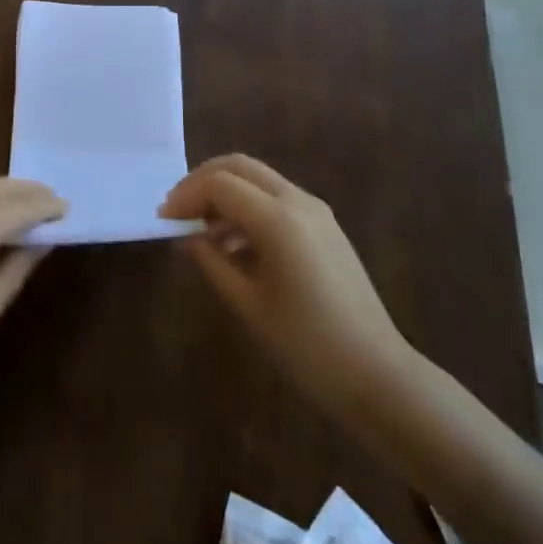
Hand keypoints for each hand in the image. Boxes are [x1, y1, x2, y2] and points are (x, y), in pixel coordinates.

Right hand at [160, 155, 413, 424]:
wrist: (379, 377)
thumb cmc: (308, 347)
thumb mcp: (249, 306)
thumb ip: (212, 262)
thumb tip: (186, 237)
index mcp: (278, 219)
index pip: (219, 183)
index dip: (186, 196)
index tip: (163, 221)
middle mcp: (297, 201)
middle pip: (239, 166)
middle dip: (202, 182)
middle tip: (178, 212)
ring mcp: (315, 210)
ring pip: (258, 179)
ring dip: (225, 193)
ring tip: (199, 232)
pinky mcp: (324, 226)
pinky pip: (276, 199)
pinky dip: (248, 207)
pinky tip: (233, 245)